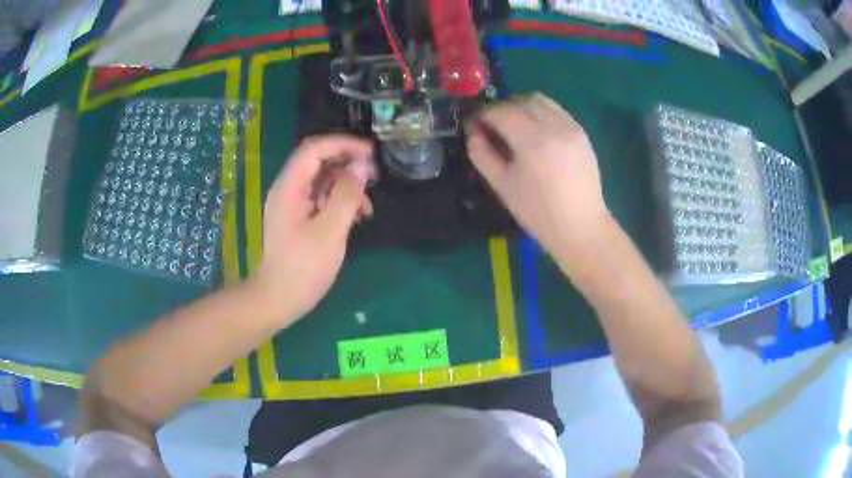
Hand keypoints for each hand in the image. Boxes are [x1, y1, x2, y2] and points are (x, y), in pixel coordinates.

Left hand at [254, 135, 376, 324]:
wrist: (280, 299)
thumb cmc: (303, 268)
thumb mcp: (330, 231)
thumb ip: (346, 195)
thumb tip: (361, 167)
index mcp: (289, 187)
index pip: (314, 148)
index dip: (343, 144)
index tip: (370, 153)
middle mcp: (288, 188)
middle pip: (318, 160)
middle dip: (347, 163)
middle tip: (373, 176)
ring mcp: (292, 203)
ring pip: (322, 179)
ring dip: (346, 185)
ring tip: (367, 206)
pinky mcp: (298, 216)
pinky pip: (320, 197)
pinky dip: (339, 200)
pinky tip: (356, 216)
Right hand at [466, 93, 609, 266]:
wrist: (580, 225)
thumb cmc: (537, 212)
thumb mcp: (502, 186)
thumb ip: (482, 154)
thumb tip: (473, 131)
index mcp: (531, 141)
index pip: (500, 112)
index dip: (483, 114)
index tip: (474, 124)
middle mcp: (553, 126)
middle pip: (521, 100)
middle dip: (502, 108)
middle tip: (494, 126)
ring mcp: (570, 127)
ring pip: (541, 101)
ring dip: (523, 107)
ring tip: (516, 127)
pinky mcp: (581, 133)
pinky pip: (557, 111)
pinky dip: (542, 113)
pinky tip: (538, 133)